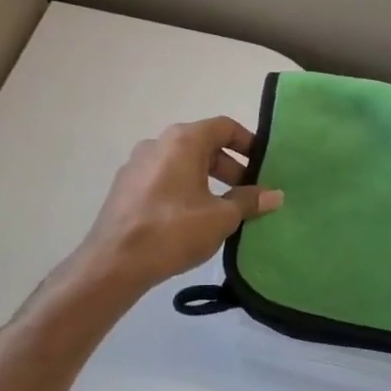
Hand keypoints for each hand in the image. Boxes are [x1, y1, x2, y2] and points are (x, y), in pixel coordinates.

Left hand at [79, 117, 282, 291]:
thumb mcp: (221, 218)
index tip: (265, 166)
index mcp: (182, 141)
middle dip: (231, 167)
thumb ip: (249, 201)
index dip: (249, 143)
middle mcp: (157, 144)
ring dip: (209, 181)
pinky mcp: (126, 188)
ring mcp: (137, 165)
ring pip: (183, 164)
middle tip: (249, 193)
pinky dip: (186, 190)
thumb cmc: (173, 231)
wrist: (114, 263)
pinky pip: (165, 180)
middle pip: (203, 145)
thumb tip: (275, 194)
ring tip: (225, 209)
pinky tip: (194, 219)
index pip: (224, 127)